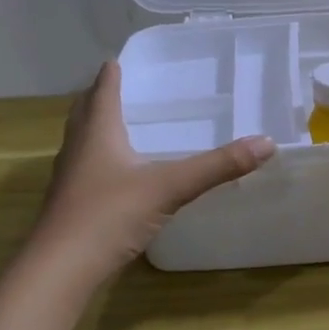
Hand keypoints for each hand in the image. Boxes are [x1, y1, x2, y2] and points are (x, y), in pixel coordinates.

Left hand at [30, 61, 274, 287]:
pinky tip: (115, 175)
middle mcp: (78, 149)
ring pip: (81, 142)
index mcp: (98, 133)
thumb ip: (217, 166)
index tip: (118, 60)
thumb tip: (266, 143)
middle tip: (118, 88)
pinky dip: (98, 160)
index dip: (111, 74)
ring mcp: (69, 179)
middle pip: (85, 113)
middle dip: (99, 97)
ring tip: (117, 125)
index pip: (103, 91)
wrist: (61, 269)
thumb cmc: (110, 215)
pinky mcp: (69, 206)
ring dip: (95, 128)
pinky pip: (84, 170)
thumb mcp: (170, 187)